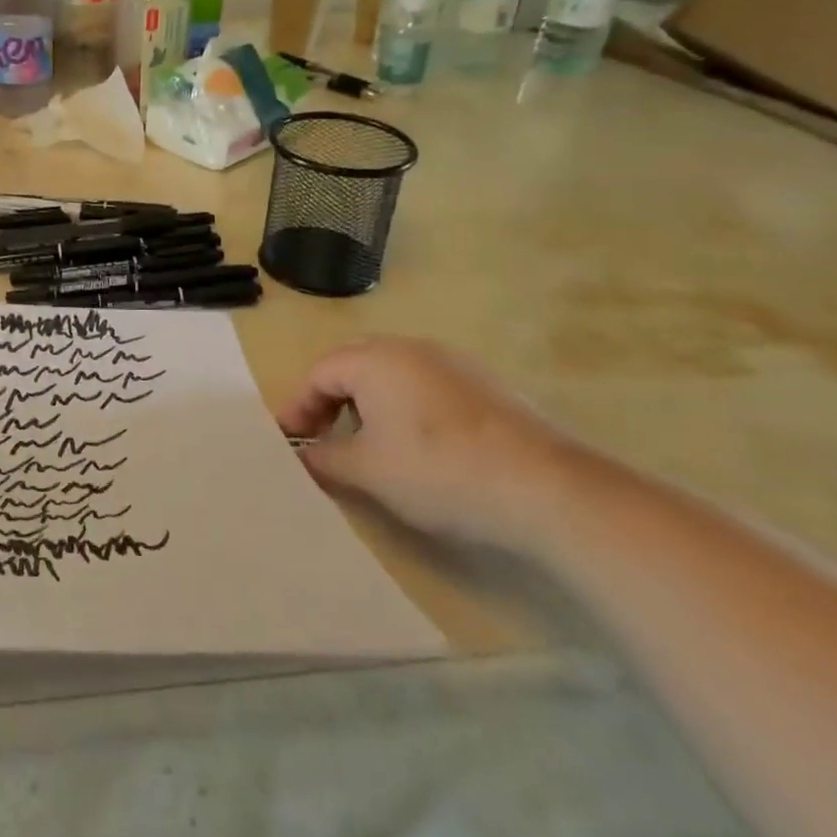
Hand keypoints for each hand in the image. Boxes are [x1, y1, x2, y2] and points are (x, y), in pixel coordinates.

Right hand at [277, 336, 574, 552]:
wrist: (546, 488)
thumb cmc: (438, 470)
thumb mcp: (367, 471)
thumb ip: (325, 458)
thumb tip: (304, 455)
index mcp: (375, 359)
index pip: (319, 373)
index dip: (298, 406)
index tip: (289, 441)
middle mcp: (410, 348)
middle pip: (353, 365)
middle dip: (330, 398)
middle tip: (320, 434)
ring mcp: (452, 363)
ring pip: (391, 373)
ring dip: (367, 402)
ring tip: (365, 442)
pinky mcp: (484, 385)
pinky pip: (424, 385)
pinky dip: (404, 407)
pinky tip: (417, 444)